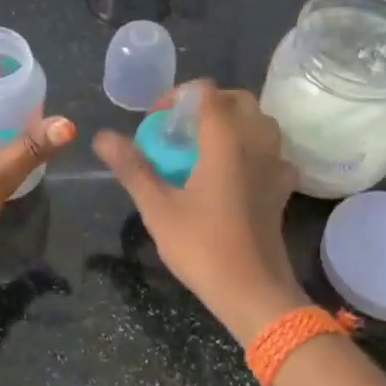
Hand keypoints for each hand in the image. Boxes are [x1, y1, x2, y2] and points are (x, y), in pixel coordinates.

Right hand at [93, 84, 307, 340]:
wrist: (253, 292)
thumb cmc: (202, 247)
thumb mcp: (158, 208)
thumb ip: (132, 167)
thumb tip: (102, 136)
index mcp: (225, 140)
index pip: (207, 93)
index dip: (178, 97)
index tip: (156, 122)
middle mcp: (256, 143)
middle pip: (238, 100)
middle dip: (207, 105)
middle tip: (179, 130)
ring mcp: (275, 165)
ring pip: (260, 123)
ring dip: (233, 123)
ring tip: (205, 147)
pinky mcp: (283, 188)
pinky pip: (271, 152)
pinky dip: (253, 149)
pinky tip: (235, 171)